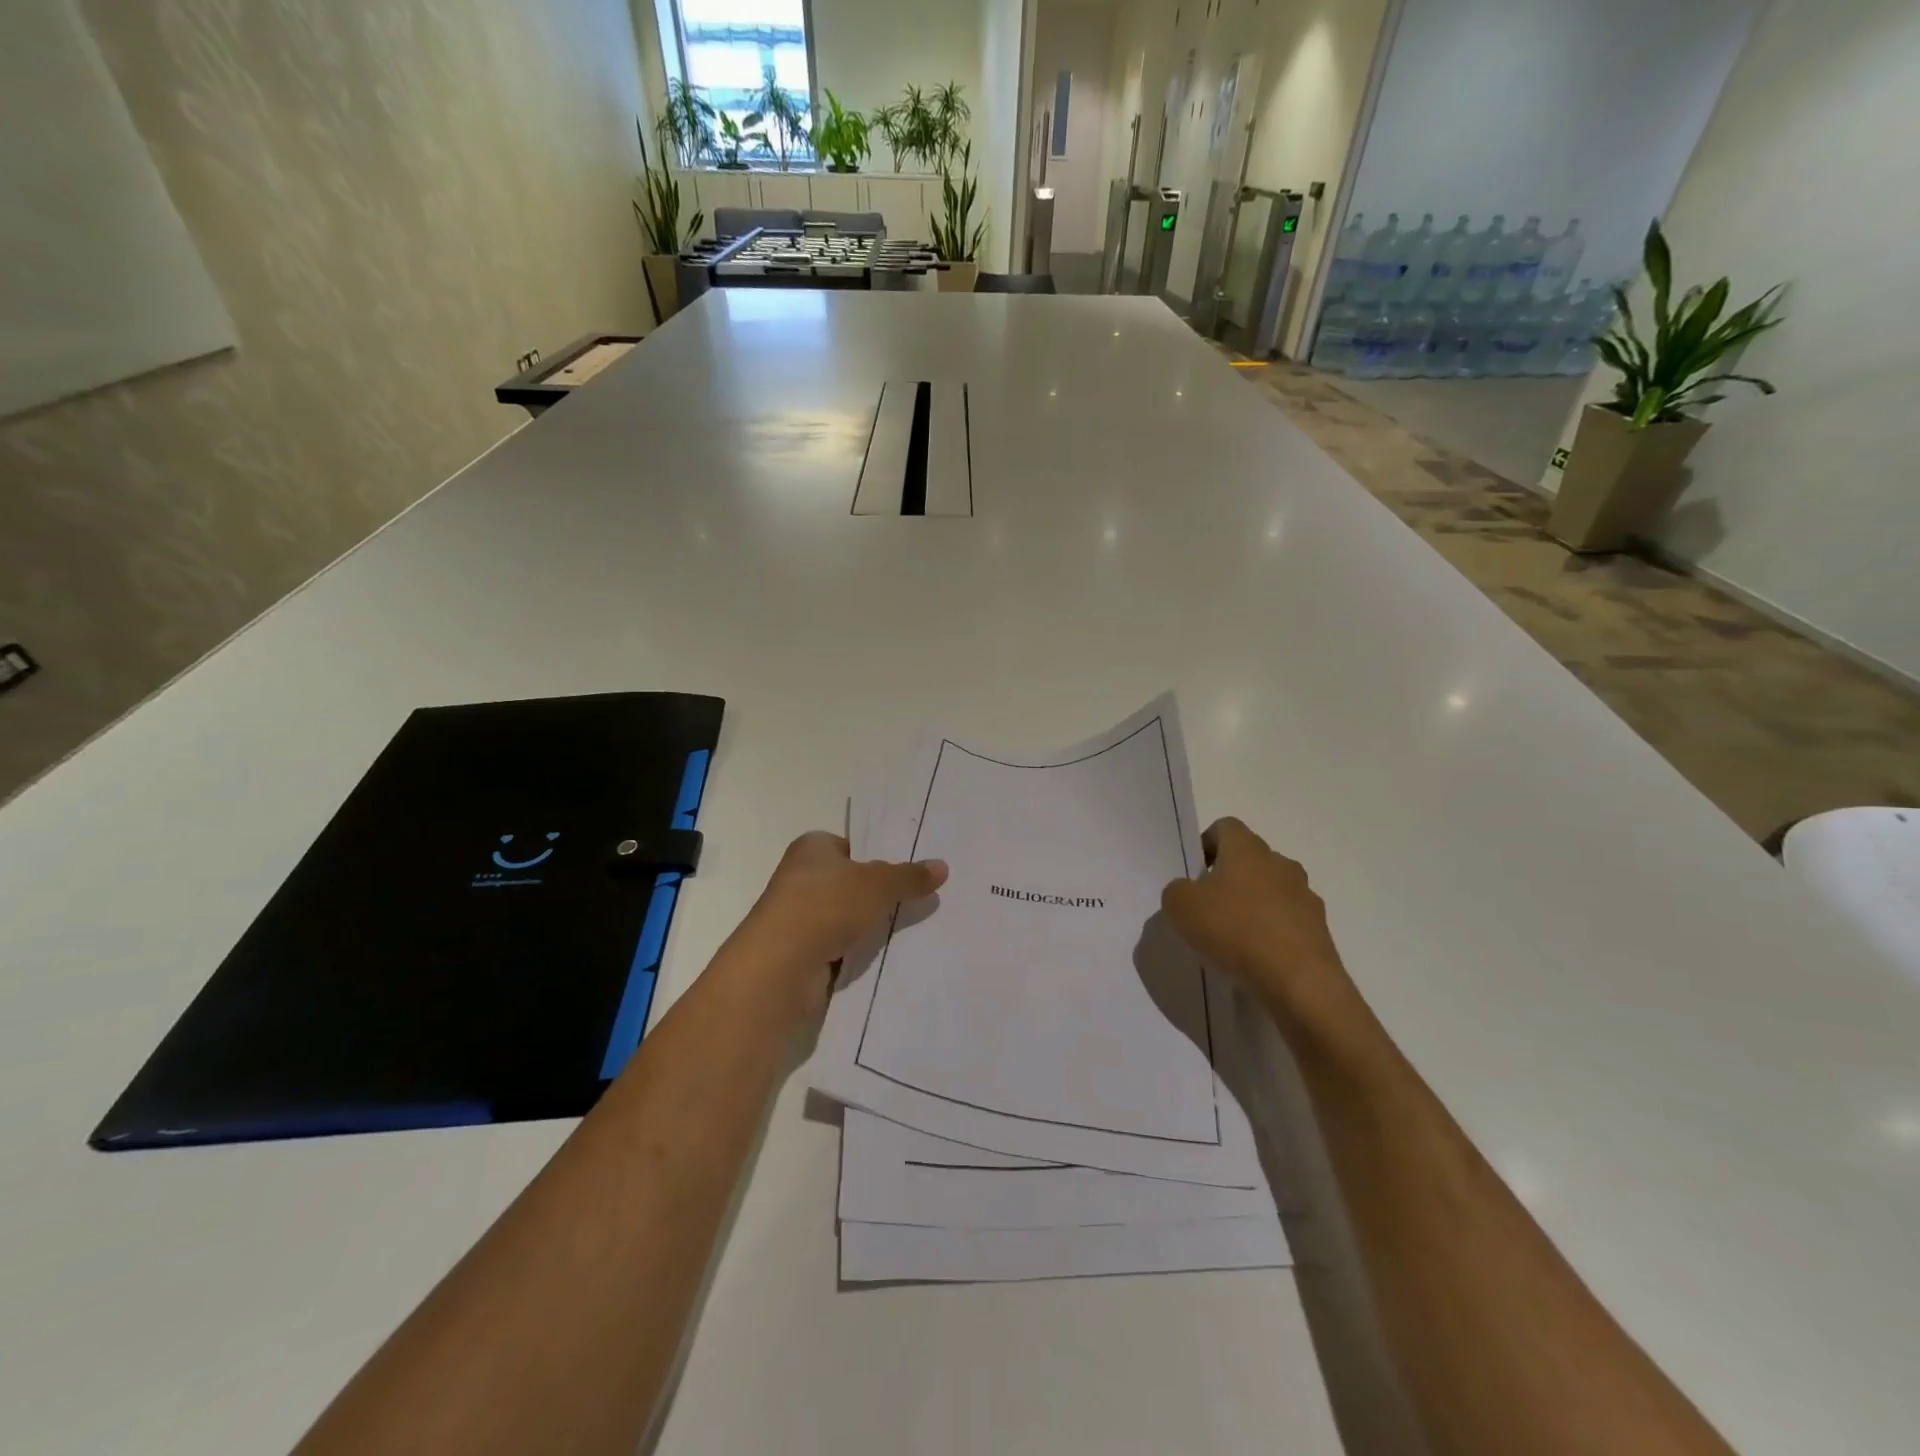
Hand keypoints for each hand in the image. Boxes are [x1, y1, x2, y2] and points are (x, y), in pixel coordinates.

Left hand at [733, 832, 947, 1011]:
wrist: (780, 968)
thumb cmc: (826, 906)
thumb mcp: (878, 884)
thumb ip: (909, 876)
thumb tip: (942, 867)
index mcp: (812, 848)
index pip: (853, 846)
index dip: (882, 856)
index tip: (914, 871)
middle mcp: (802, 878)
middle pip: (853, 882)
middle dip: (883, 894)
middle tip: (924, 899)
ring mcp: (801, 918)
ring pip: (850, 917)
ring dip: (872, 925)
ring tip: (917, 929)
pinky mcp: (804, 954)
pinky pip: (843, 947)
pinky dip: (861, 952)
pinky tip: (891, 957)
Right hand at [1161, 818, 1362, 1038]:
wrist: (1298, 982)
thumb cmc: (1234, 930)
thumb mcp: (1180, 906)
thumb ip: (1177, 890)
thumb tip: (1188, 891)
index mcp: (1247, 849)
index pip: (1225, 827)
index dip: (1206, 844)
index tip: (1194, 872)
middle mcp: (1281, 864)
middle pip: (1251, 859)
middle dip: (1230, 877)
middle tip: (1208, 907)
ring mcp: (1305, 897)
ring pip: (1272, 891)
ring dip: (1254, 906)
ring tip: (1233, 938)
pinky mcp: (1320, 931)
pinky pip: (1288, 923)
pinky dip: (1271, 934)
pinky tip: (1256, 959)